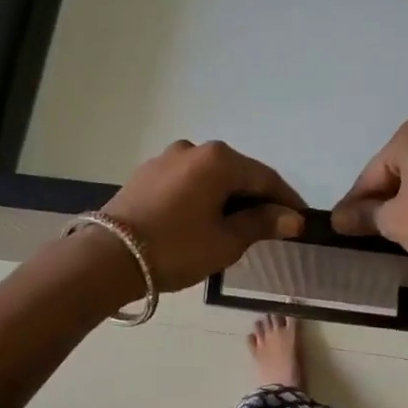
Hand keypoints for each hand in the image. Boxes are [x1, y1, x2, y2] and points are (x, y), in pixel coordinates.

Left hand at [100, 140, 305, 292]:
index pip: (265, 177)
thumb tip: (292, 218)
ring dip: (227, 197)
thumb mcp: (226, 241)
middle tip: (271, 226)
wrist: (107, 257)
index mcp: (219, 160)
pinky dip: (202, 197)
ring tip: (235, 226)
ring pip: (210, 177)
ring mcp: (167, 158)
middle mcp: (194, 149)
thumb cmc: (176, 248)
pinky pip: (187, 181)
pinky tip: (203, 219)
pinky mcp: (146, 173)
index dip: (286, 200)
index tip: (300, 220)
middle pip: (238, 173)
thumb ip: (261, 224)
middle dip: (256, 198)